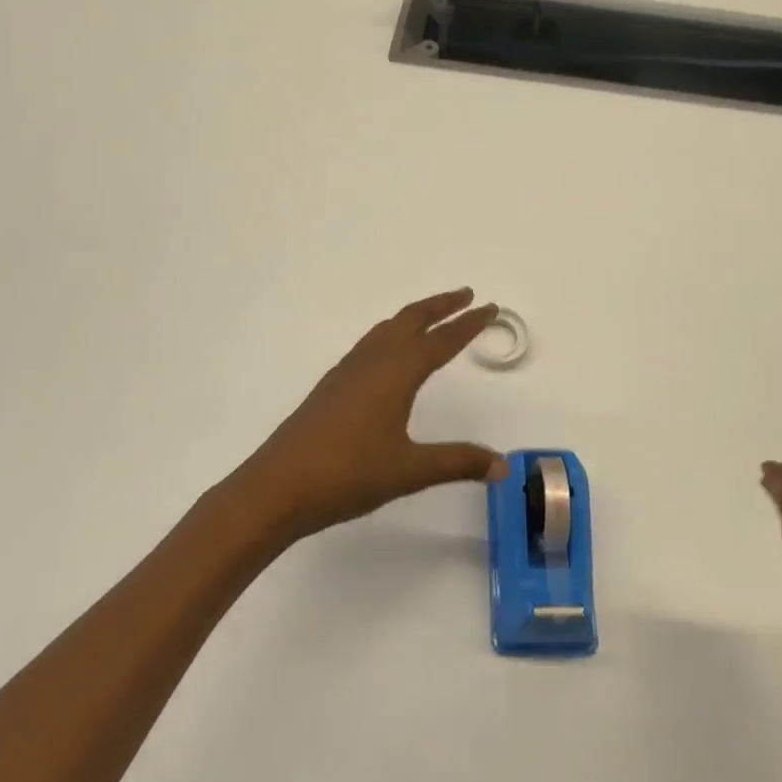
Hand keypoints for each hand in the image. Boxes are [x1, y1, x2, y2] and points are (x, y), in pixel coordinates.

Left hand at [239, 289, 509, 539]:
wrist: (278, 486)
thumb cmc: (348, 474)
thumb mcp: (410, 471)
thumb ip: (458, 463)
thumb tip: (503, 466)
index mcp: (396, 373)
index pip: (441, 340)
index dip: (468, 324)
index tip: (489, 307)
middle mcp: (373, 361)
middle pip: (411, 320)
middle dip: (441, 305)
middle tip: (467, 295)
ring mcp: (348, 370)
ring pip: (387, 329)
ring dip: (414, 316)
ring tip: (433, 317)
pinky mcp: (332, 385)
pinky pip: (371, 343)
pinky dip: (392, 333)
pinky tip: (389, 354)